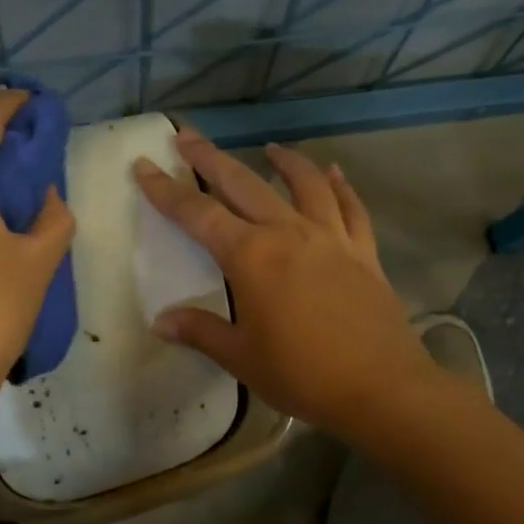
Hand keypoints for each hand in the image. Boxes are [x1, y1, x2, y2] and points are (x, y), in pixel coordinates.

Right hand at [132, 131, 435, 439]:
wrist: (379, 387)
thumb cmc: (301, 374)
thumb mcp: (241, 356)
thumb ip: (201, 331)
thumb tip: (161, 321)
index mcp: (251, 257)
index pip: (198, 214)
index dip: (166, 190)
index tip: (144, 165)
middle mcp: (289, 234)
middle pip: (244, 184)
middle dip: (212, 159)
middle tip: (188, 136)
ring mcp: (331, 238)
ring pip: (305, 184)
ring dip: (284, 161)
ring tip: (270, 147)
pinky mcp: (364, 252)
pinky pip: (352, 208)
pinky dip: (341, 186)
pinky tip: (335, 173)